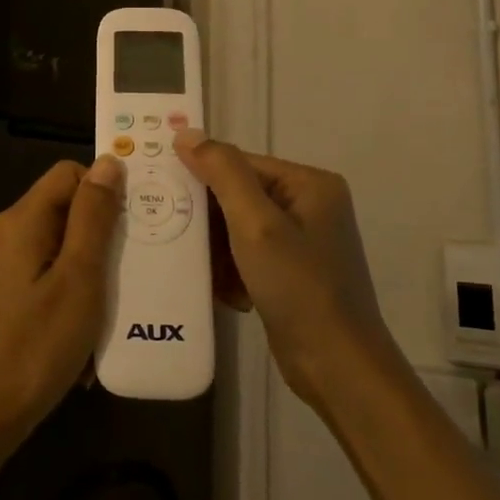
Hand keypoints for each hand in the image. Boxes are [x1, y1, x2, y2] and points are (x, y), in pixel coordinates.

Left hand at [0, 156, 123, 445]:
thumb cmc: (35, 346)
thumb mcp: (78, 278)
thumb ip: (93, 218)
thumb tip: (108, 162)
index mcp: (21, 220)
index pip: (68, 174)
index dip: (104, 189)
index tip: (136, 223)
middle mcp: (4, 234)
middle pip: (62, 210)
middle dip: (100, 234)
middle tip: (135, 266)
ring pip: (55, 248)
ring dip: (87, 270)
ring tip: (116, 303)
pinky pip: (41, 277)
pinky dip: (67, 293)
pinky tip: (85, 332)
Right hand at [173, 130, 399, 410]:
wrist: (337, 367)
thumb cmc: (299, 287)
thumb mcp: (256, 224)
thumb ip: (222, 173)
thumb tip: (186, 132)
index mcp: (310, 184)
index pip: (241, 164)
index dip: (201, 177)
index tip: (162, 194)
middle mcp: (309, 206)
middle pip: (238, 197)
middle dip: (209, 222)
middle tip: (175, 236)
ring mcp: (302, 242)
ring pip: (238, 230)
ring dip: (218, 252)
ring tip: (206, 273)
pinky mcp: (292, 274)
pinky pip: (248, 257)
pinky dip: (232, 273)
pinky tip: (227, 293)